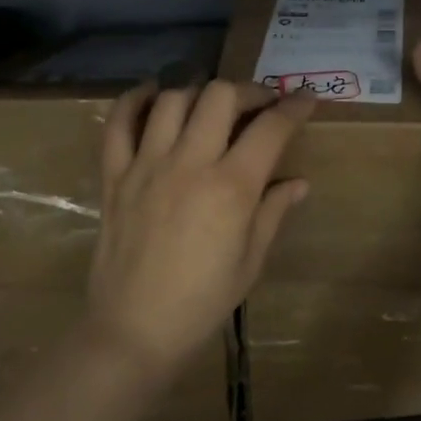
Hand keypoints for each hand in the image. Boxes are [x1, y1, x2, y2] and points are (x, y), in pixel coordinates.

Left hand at [88, 79, 314, 373]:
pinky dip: (134, 100)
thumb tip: (298, 182)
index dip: (294, 107)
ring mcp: (146, 165)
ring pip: (172, 99)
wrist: (135, 330)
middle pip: (219, 96)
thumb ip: (273, 212)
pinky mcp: (115, 175)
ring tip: (210, 105)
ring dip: (198, 92)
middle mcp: (189, 164)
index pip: (270, 128)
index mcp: (231, 188)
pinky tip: (153, 96)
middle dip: (247, 90)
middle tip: (258, 105)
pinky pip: (117, 123)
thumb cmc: (203, 301)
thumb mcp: (251, 261)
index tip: (305, 98)